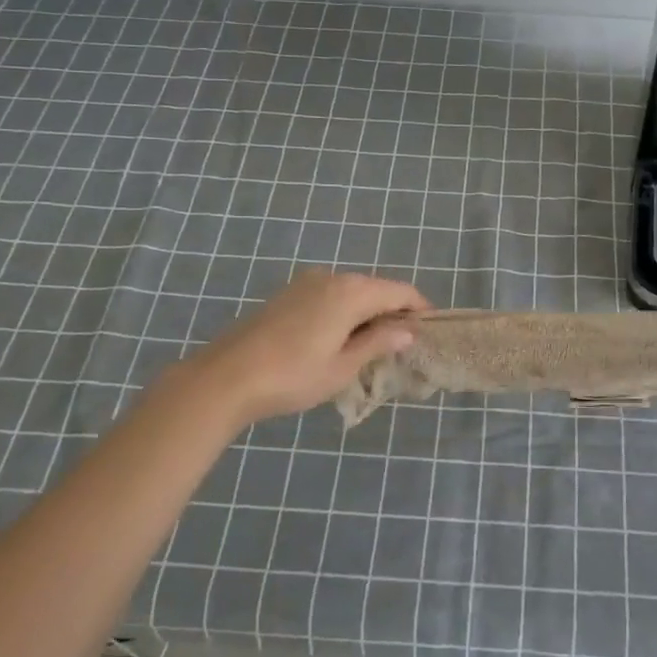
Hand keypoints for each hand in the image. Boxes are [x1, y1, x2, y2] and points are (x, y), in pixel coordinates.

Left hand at [152, 271, 428, 430]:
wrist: (224, 378)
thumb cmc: (291, 376)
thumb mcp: (343, 367)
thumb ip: (378, 342)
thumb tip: (409, 330)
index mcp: (351, 292)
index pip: (400, 292)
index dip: (420, 309)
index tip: (431, 331)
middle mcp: (332, 277)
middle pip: (376, 289)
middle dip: (394, 312)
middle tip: (403, 346)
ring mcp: (306, 283)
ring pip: (352, 292)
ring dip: (368, 313)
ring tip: (372, 347)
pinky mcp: (287, 294)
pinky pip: (330, 296)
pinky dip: (344, 313)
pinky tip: (339, 340)